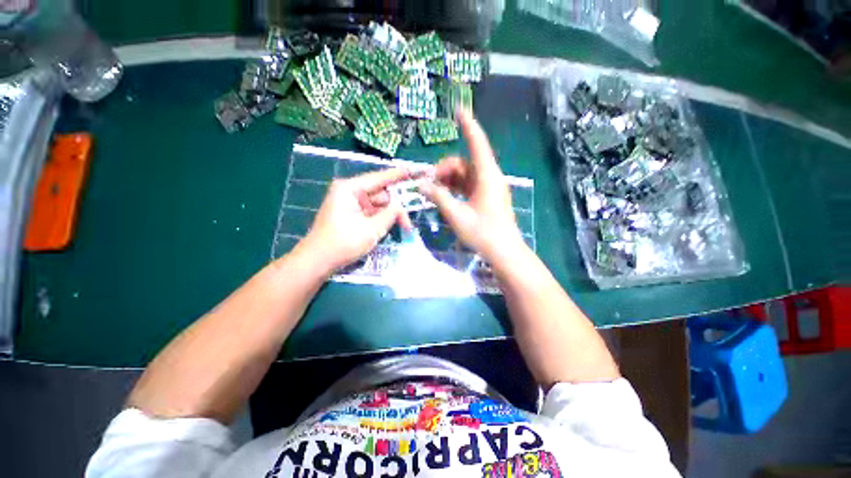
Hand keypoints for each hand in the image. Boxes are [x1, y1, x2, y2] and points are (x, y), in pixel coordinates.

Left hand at [295, 168, 412, 273]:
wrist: (318, 262)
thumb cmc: (343, 243)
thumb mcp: (371, 229)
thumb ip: (390, 215)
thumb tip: (401, 206)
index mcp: (350, 189)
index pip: (378, 178)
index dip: (396, 175)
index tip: (412, 170)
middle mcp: (349, 192)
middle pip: (380, 194)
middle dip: (396, 205)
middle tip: (409, 220)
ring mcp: (350, 204)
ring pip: (377, 205)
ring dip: (390, 214)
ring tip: (405, 226)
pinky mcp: (351, 215)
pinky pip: (371, 212)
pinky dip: (382, 219)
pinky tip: (393, 225)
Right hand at [420, 109, 525, 260]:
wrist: (504, 252)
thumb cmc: (483, 233)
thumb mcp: (456, 215)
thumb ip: (438, 197)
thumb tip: (421, 185)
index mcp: (487, 176)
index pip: (477, 144)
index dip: (468, 125)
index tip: (459, 109)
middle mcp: (489, 177)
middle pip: (464, 162)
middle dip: (445, 169)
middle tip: (429, 183)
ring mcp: (488, 188)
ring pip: (465, 175)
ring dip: (448, 179)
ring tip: (433, 191)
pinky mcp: (486, 197)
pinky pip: (468, 185)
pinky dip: (455, 188)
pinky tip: (444, 196)